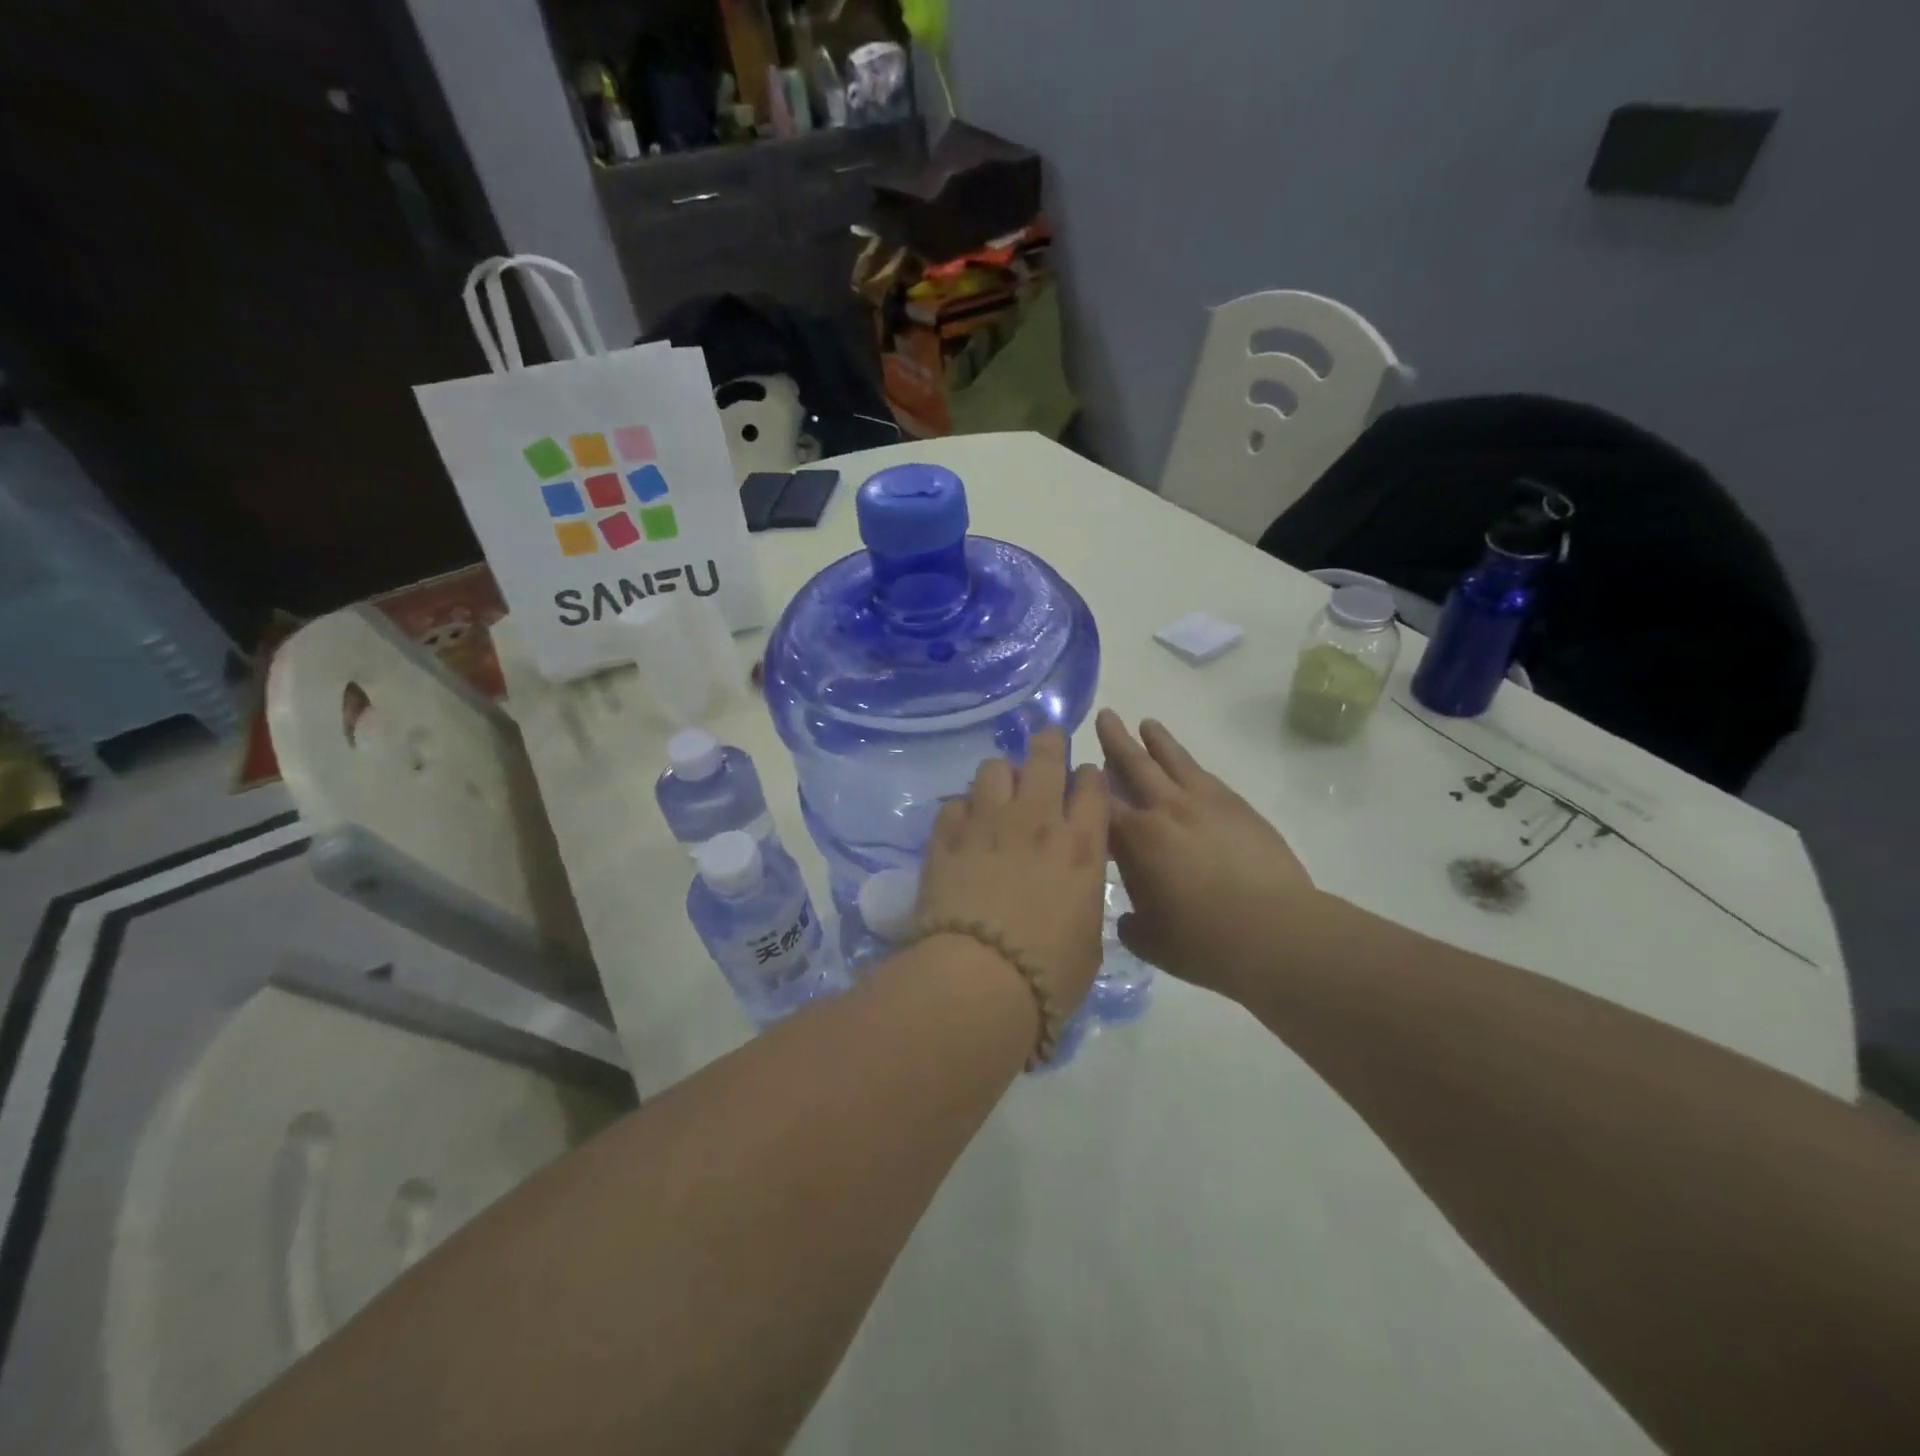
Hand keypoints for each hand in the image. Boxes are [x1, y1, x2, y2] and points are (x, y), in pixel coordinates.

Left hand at [915, 730, 1110, 1015]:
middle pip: (1045, 756)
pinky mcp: (946, 835)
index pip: (1092, 785)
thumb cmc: (1049, 971)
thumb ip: (1082, 897)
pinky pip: (955, 803)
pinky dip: (962, 811)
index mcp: (1080, 844)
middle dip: (1049, 744)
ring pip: (994, 768)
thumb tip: (1070, 886)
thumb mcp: (1087, 937)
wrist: (980, 979)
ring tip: (998, 794)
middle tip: (1046, 747)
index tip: (1083, 782)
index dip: (1089, 777)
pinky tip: (962, 828)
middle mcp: (1036, 819)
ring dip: (1001, 777)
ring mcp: (987, 822)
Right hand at [1096, 709, 1315, 994]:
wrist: (1275, 933)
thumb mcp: (1152, 941)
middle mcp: (1167, 811)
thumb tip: (1130, 919)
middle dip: (1116, 741)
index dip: (1085, 786)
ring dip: (1158, 741)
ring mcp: (1206, 804)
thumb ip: (1132, 926)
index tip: (1075, 773)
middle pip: (1135, 765)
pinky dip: (1190, 766)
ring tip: (1147, 724)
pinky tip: (1188, 766)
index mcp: (1137, 840)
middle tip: (1106, 716)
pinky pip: (1207, 777)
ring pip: (1175, 761)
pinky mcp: (1239, 808)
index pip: (1100, 803)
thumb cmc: (1204, 942)